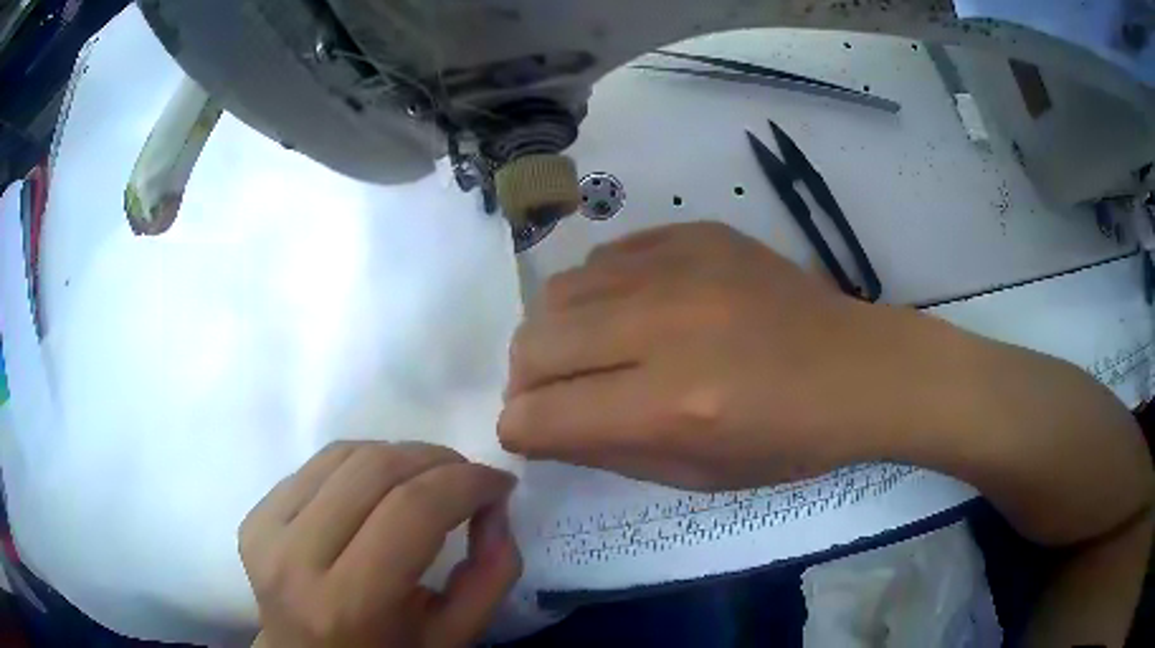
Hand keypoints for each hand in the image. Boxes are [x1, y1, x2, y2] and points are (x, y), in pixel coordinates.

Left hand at [239, 442, 519, 647]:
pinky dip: (362, 463)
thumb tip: (495, 506)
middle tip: (468, 477)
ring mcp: (266, 531)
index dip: (467, 483)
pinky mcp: (254, 515)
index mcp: (351, 603)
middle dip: (438, 459)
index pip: (413, 510)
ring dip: (400, 455)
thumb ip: (490, 575)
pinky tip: (379, 489)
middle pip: (375, 469)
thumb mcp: (454, 636)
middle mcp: (297, 558)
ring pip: (345, 454)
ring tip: (427, 479)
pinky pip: (317, 464)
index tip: (499, 483)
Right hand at [500, 222, 910, 490]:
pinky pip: (607, 256)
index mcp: (671, 406)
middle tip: (550, 396)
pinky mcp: (695, 235)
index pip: (542, 415)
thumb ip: (606, 451)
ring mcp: (681, 268)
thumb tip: (540, 428)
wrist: (856, 369)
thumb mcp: (696, 475)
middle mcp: (665, 328)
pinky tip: (628, 311)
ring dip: (555, 333)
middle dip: (524, 382)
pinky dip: (598, 292)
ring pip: (559, 291)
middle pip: (535, 345)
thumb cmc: (787, 440)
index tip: (530, 434)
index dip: (519, 431)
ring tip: (587, 352)